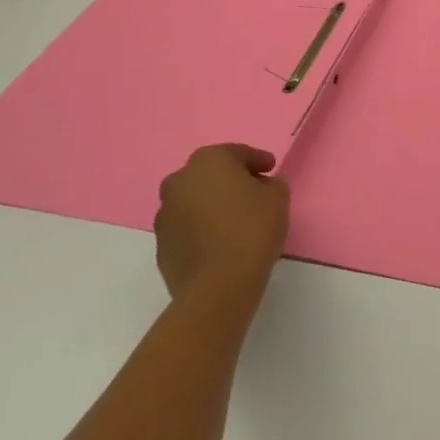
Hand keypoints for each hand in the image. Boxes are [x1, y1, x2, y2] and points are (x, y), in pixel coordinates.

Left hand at [154, 144, 289, 301]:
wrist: (217, 287)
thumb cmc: (251, 230)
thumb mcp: (278, 197)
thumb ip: (271, 184)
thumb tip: (261, 187)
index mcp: (208, 161)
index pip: (238, 153)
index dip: (258, 160)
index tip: (271, 169)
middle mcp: (179, 181)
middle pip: (211, 174)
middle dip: (231, 180)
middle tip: (254, 192)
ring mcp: (165, 214)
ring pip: (195, 201)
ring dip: (213, 205)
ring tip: (236, 220)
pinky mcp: (161, 246)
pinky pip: (187, 227)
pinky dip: (202, 228)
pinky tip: (221, 241)